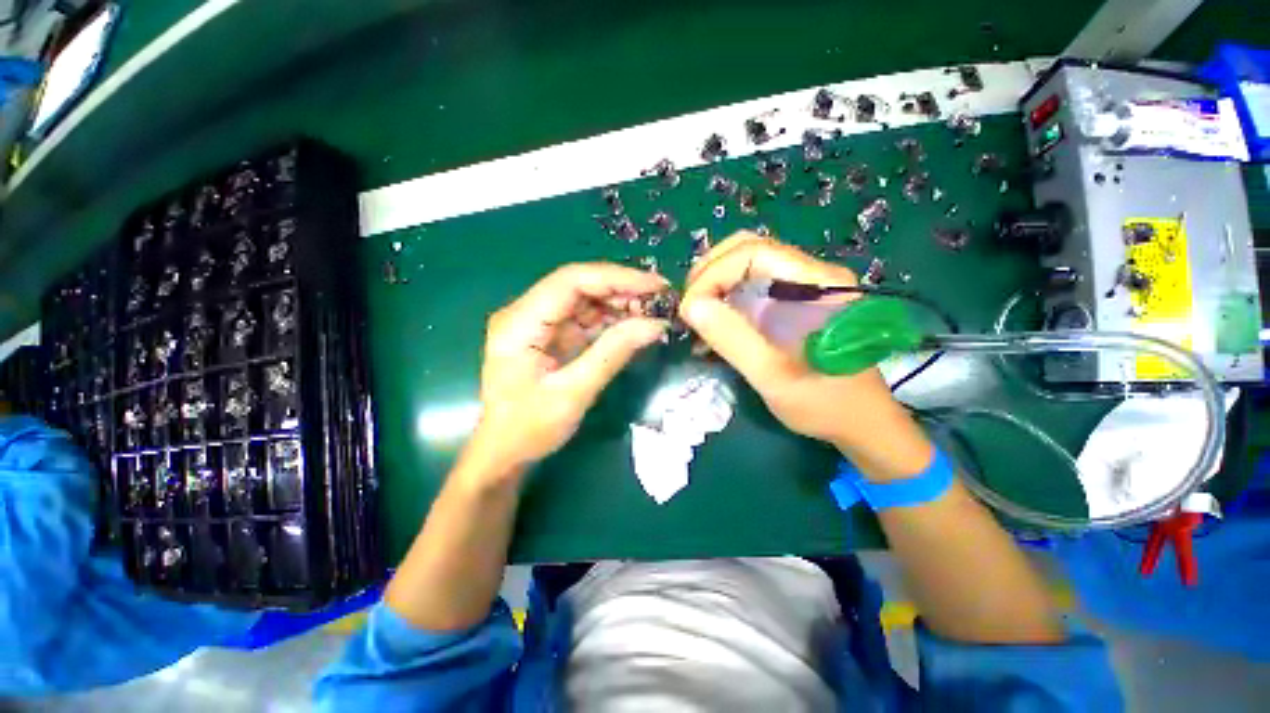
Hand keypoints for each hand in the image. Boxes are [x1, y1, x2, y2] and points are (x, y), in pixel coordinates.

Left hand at [467, 263, 668, 478]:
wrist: (505, 452)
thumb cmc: (530, 428)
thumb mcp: (574, 392)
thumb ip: (613, 353)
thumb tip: (656, 324)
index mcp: (520, 322)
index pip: (571, 281)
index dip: (616, 278)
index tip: (655, 286)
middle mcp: (526, 312)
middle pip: (580, 285)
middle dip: (622, 289)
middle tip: (662, 300)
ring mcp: (539, 323)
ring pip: (586, 299)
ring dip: (620, 303)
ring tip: (655, 312)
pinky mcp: (551, 335)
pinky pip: (586, 318)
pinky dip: (612, 320)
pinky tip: (635, 324)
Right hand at [679, 232, 931, 479]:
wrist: (859, 422)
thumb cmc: (823, 403)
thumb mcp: (774, 377)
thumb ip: (733, 340)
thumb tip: (691, 305)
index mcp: (818, 283)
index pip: (753, 253)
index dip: (712, 274)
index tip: (690, 309)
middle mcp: (811, 273)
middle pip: (748, 249)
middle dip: (709, 272)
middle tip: (689, 307)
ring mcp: (802, 285)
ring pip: (746, 264)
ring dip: (714, 283)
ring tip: (697, 314)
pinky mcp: (792, 301)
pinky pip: (751, 284)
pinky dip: (725, 296)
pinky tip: (714, 321)